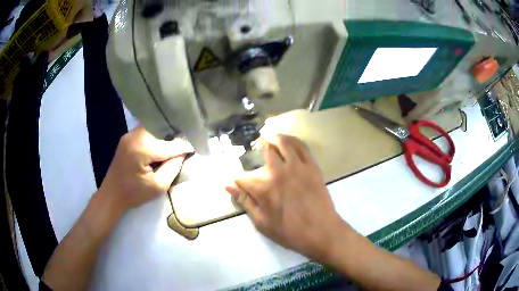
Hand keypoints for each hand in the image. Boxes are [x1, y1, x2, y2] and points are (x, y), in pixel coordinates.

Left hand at [100, 126, 192, 212]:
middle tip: (184, 145)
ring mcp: (129, 135)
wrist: (111, 195)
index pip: (169, 145)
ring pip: (153, 128)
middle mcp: (135, 136)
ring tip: (174, 144)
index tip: (195, 148)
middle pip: (161, 130)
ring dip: (164, 135)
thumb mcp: (158, 187)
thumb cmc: (134, 194)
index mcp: (142, 148)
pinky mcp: (127, 138)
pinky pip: (146, 131)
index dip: (184, 147)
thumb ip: (172, 168)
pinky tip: (160, 144)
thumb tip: (182, 153)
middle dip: (174, 136)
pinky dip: (155, 136)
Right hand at [226, 135, 349, 260]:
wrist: (321, 231)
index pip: (244, 178)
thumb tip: (228, 186)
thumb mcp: (262, 223)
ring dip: (274, 137)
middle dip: (259, 147)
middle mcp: (279, 173)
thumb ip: (245, 202)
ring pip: (284, 143)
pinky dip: (293, 140)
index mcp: (264, 189)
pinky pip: (302, 147)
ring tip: (269, 135)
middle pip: (266, 152)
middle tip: (257, 145)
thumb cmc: (289, 232)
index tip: (236, 180)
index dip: (238, 179)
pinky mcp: (312, 167)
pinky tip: (288, 140)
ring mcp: (298, 168)